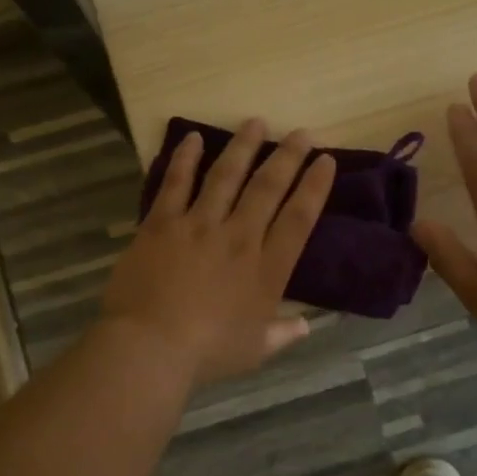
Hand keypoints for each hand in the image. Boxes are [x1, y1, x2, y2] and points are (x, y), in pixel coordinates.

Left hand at [101, 121, 336, 384]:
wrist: (150, 346)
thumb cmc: (207, 353)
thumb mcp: (254, 350)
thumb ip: (282, 334)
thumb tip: (306, 327)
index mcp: (266, 269)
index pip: (299, 218)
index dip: (315, 187)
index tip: (326, 160)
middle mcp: (239, 237)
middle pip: (268, 187)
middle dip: (288, 156)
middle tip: (301, 132)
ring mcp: (199, 225)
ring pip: (226, 175)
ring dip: (243, 146)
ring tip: (256, 122)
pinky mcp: (162, 223)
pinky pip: (176, 183)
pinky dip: (184, 158)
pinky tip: (192, 137)